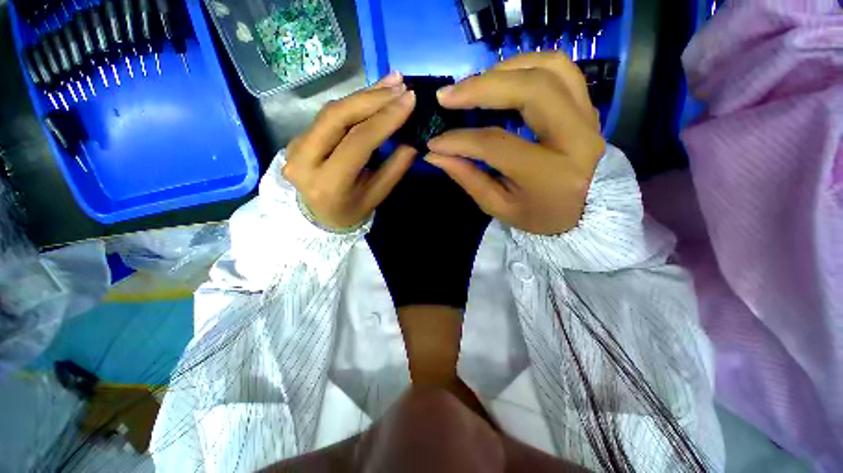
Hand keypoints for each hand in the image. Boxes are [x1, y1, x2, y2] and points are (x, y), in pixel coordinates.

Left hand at [283, 73, 417, 229]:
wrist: (318, 217)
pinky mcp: (298, 137)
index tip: (410, 100)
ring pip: (331, 111)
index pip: (357, 143)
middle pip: (337, 117)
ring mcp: (295, 146)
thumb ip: (395, 167)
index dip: (385, 119)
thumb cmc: (351, 211)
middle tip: (401, 86)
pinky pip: (329, 115)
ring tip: (392, 83)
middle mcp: (304, 160)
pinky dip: (354, 103)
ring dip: (364, 95)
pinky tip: (373, 95)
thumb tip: (413, 138)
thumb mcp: (377, 196)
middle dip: (373, 98)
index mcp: (328, 183)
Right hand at [425, 52, 605, 235]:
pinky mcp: (588, 107)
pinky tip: (503, 78)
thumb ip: (468, 178)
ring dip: (504, 69)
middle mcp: (576, 138)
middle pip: (531, 90)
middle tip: (447, 96)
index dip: (460, 140)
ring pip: (550, 68)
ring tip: (473, 85)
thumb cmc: (539, 215)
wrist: (587, 212)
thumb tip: (435, 154)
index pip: (496, 144)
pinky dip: (527, 65)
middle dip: (481, 87)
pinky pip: (562, 69)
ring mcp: (588, 117)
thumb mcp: (499, 206)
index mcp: (549, 174)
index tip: (435, 141)